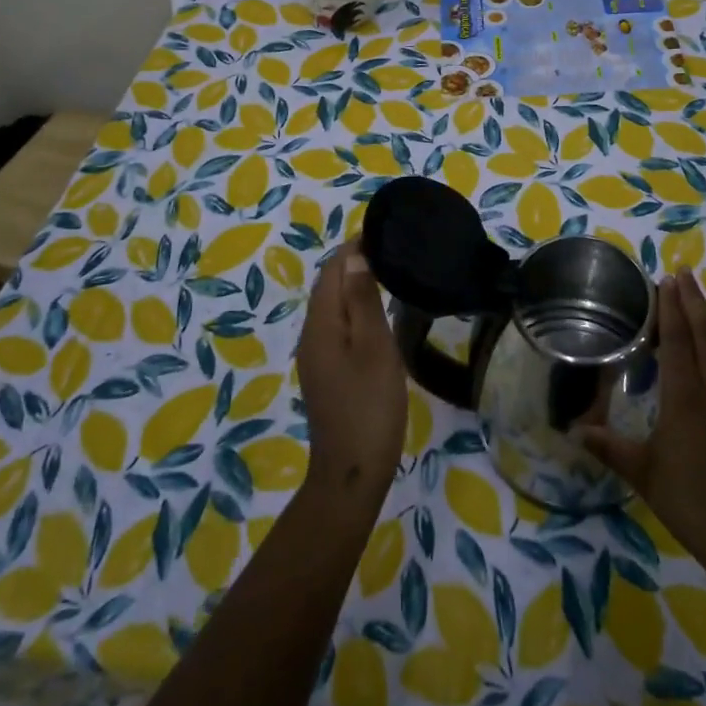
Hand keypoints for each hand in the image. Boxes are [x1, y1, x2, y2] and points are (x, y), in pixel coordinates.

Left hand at [295, 240, 408, 501]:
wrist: (352, 473)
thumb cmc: (369, 406)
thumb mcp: (374, 349)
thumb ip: (362, 301)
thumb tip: (355, 256)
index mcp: (321, 324)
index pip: (333, 270)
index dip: (355, 247)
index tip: (386, 232)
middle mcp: (311, 334)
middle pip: (329, 285)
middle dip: (355, 262)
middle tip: (394, 249)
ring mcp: (316, 355)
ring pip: (333, 306)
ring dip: (355, 285)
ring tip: (390, 274)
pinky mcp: (326, 372)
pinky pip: (337, 325)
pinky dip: (355, 309)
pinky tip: (378, 315)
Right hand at [582, 270, 705, 575]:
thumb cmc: (691, 500)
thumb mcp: (643, 473)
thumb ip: (609, 447)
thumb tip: (573, 431)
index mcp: (685, 395)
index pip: (676, 339)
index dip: (670, 308)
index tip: (666, 280)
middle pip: (704, 335)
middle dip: (693, 302)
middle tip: (683, 273)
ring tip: (700, 305)